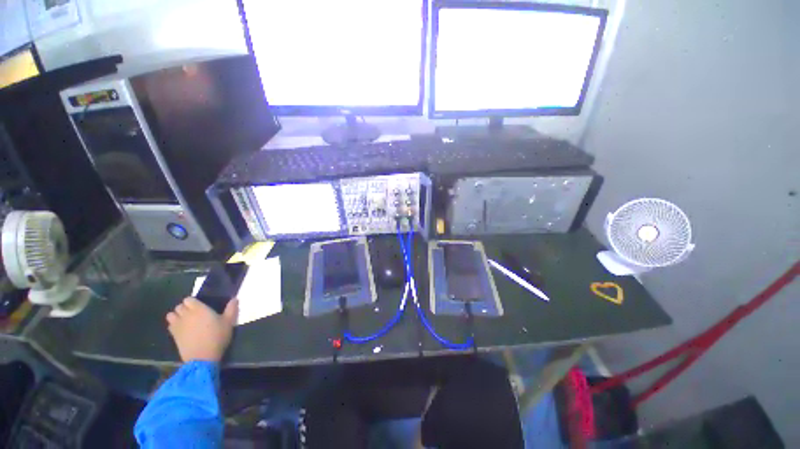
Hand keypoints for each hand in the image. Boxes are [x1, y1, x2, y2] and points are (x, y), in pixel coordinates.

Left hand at [166, 297, 237, 362]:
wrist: (202, 357)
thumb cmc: (217, 337)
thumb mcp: (229, 322)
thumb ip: (231, 309)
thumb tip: (234, 299)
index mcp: (199, 309)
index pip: (188, 299)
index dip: (193, 301)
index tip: (200, 305)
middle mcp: (186, 315)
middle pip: (179, 306)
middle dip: (184, 308)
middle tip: (194, 313)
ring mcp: (178, 325)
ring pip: (171, 315)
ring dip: (177, 316)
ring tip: (186, 320)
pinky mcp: (173, 335)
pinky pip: (170, 325)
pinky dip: (174, 325)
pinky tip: (182, 329)